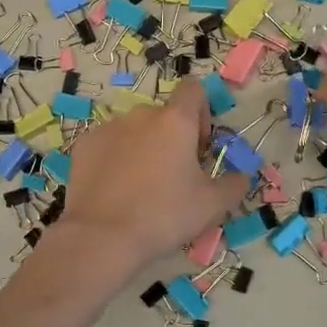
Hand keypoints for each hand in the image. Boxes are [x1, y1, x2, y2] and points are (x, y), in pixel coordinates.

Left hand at [55, 81, 246, 275]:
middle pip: (164, 115)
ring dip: (143, 147)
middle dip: (172, 138)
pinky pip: (109, 144)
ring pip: (135, 130)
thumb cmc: (164, 216)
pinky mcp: (84, 145)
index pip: (193, 89)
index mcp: (175, 121)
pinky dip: (115, 158)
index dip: (202, 112)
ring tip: (141, 187)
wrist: (102, 236)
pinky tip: (115, 190)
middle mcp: (141, 115)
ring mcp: (109, 127)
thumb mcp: (212, 206)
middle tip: (174, 176)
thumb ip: (234, 184)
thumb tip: (242, 176)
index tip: (199, 146)